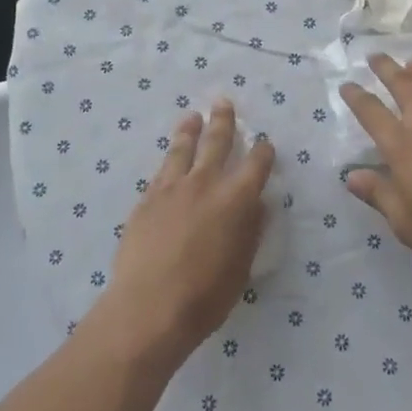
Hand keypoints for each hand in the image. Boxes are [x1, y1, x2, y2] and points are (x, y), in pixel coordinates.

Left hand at [96, 101, 274, 371]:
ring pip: (182, 149)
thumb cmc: (205, 296)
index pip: (255, 164)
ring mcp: (171, 189)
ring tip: (192, 117)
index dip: (263, 151)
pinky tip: (168, 160)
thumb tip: (257, 204)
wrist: (148, 307)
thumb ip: (250, 230)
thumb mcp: (241, 267)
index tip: (265, 143)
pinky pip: (160, 172)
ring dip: (189, 131)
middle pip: (216, 142)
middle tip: (223, 102)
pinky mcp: (146, 201)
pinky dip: (168, 161)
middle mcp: (205, 183)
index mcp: (235, 199)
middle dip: (223, 121)